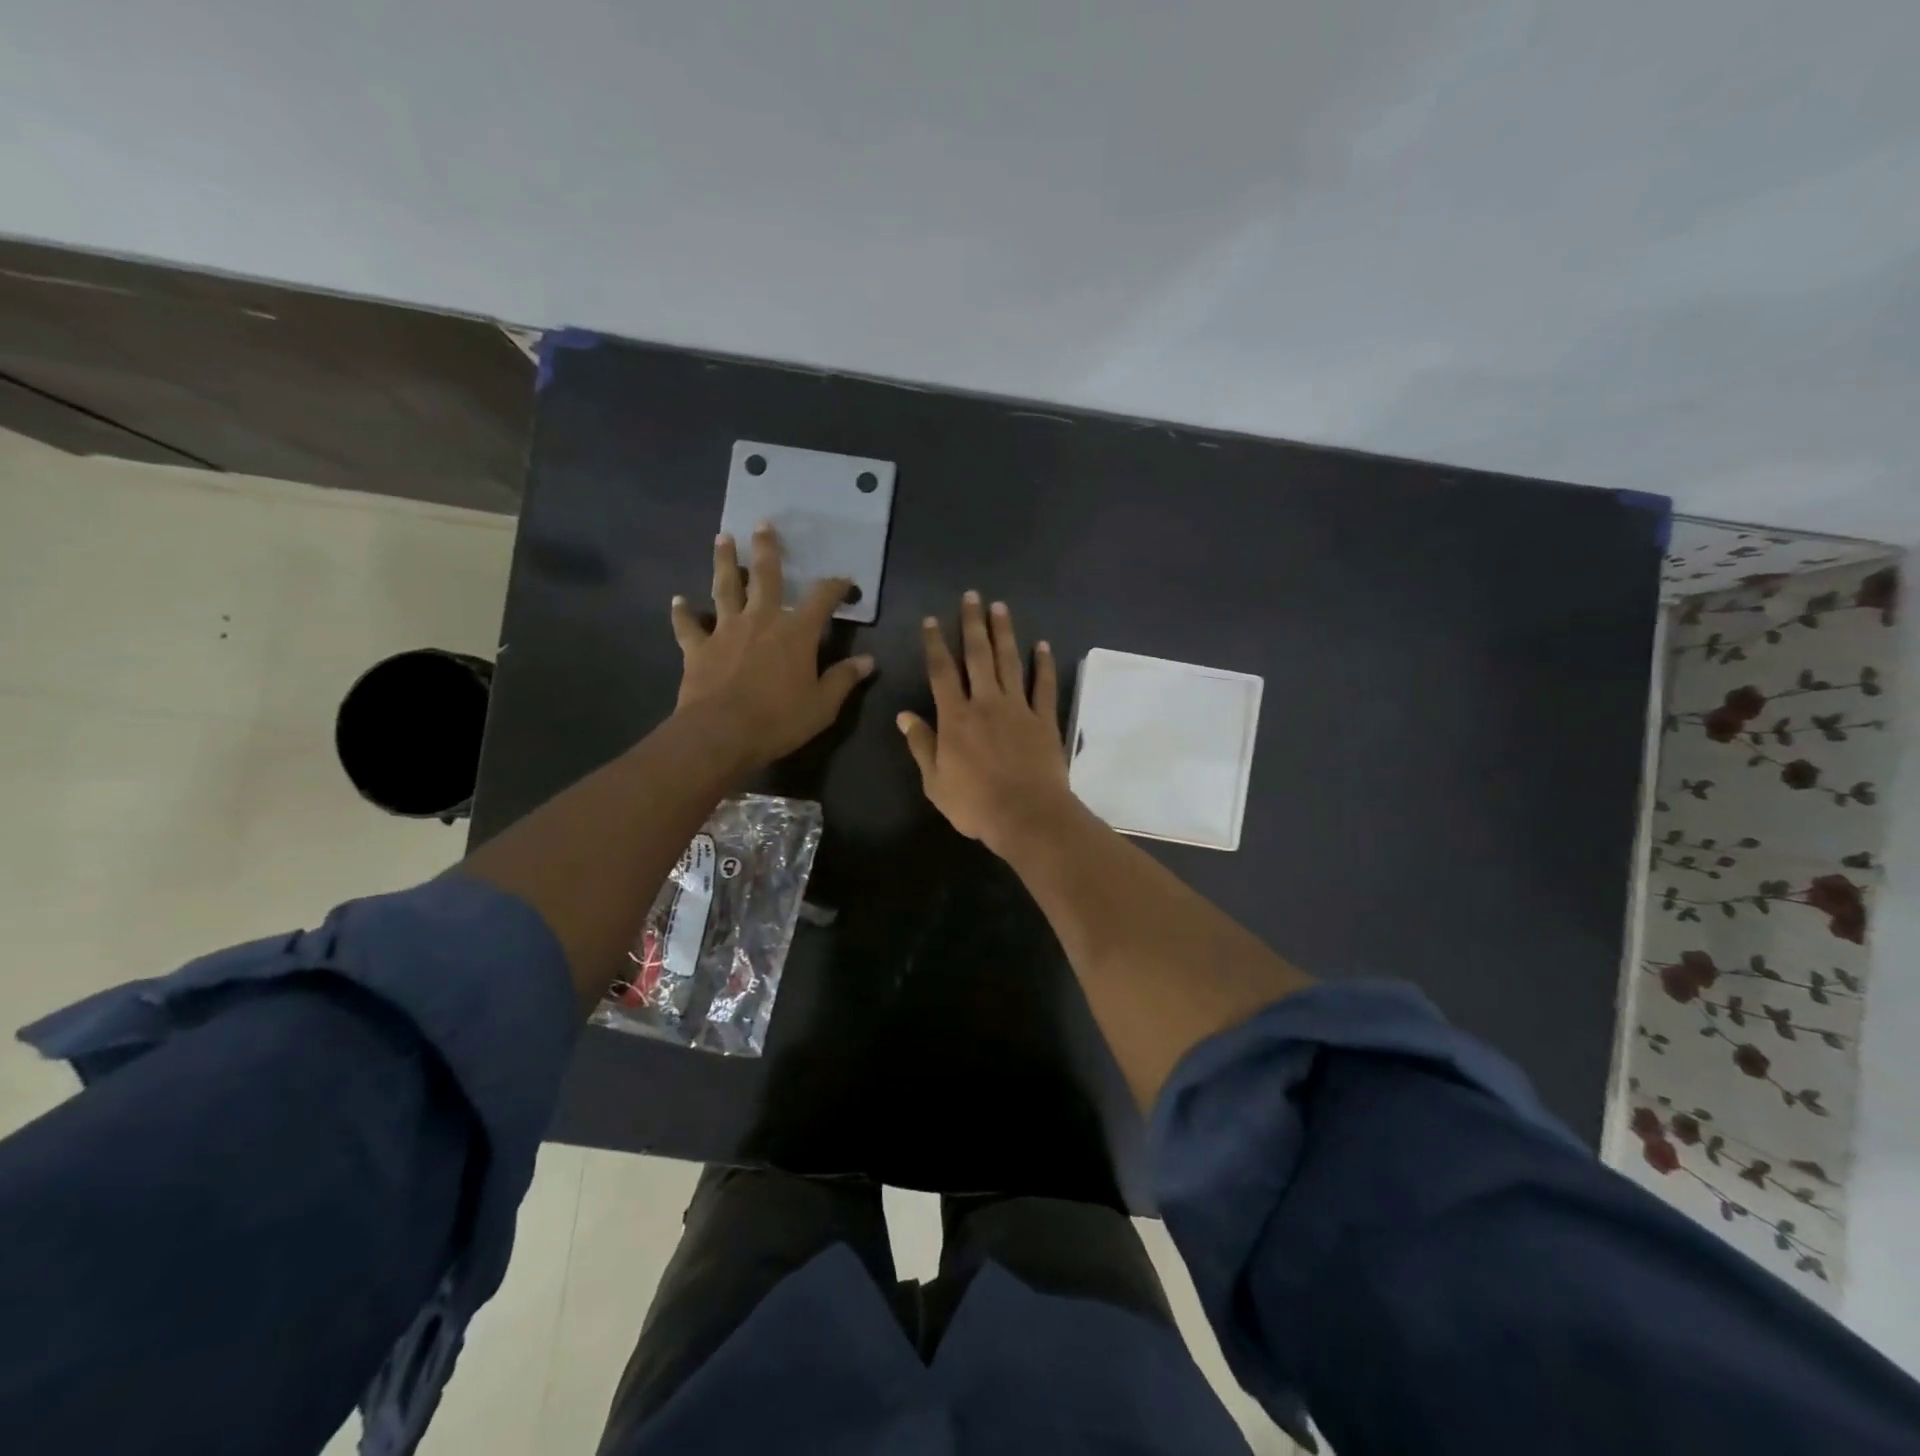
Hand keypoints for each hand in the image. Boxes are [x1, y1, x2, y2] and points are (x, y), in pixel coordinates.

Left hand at [671, 523, 873, 771]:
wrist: (721, 733)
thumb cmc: (779, 719)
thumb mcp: (823, 705)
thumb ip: (844, 679)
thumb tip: (868, 661)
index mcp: (796, 632)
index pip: (822, 598)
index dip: (836, 586)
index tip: (845, 581)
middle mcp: (761, 619)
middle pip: (765, 575)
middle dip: (767, 548)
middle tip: (763, 523)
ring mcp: (726, 630)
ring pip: (725, 588)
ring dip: (724, 562)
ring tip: (723, 538)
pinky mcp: (699, 648)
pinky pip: (689, 626)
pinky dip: (683, 613)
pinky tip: (677, 601)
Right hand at [898, 592, 1077, 855]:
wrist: (1026, 816)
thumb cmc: (974, 804)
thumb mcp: (935, 781)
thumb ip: (921, 745)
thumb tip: (904, 715)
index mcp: (955, 717)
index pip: (941, 672)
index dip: (934, 644)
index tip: (931, 620)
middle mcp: (986, 703)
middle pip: (978, 656)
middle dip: (972, 624)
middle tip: (972, 596)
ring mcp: (1018, 709)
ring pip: (1010, 662)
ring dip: (1004, 633)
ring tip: (1000, 607)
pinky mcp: (1044, 720)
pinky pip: (1044, 686)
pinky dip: (1043, 665)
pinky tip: (1042, 645)